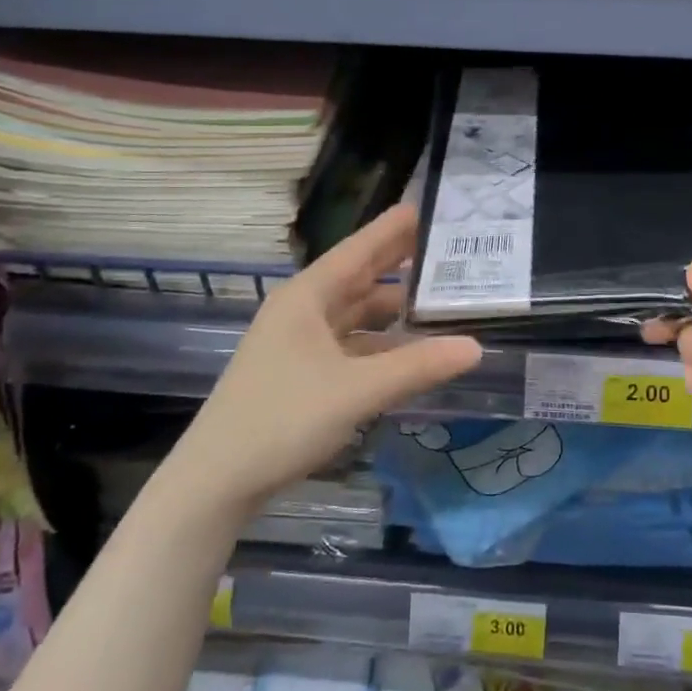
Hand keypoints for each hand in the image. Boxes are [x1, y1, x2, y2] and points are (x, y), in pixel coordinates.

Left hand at [156, 206, 481, 521]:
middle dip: (398, 263)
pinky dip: (379, 343)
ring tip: (438, 299)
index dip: (392, 228)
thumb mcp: (356, 390)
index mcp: (307, 297)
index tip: (427, 208)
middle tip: (446, 248)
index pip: (358, 249)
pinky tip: (407, 351)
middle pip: (358, 277)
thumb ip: (417, 366)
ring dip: (391, 308)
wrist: (215, 482)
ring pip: (354, 314)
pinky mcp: (300, 373)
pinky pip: (349, 344)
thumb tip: (476, 347)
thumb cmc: (282, 419)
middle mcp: (302, 311)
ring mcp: (298, 343)